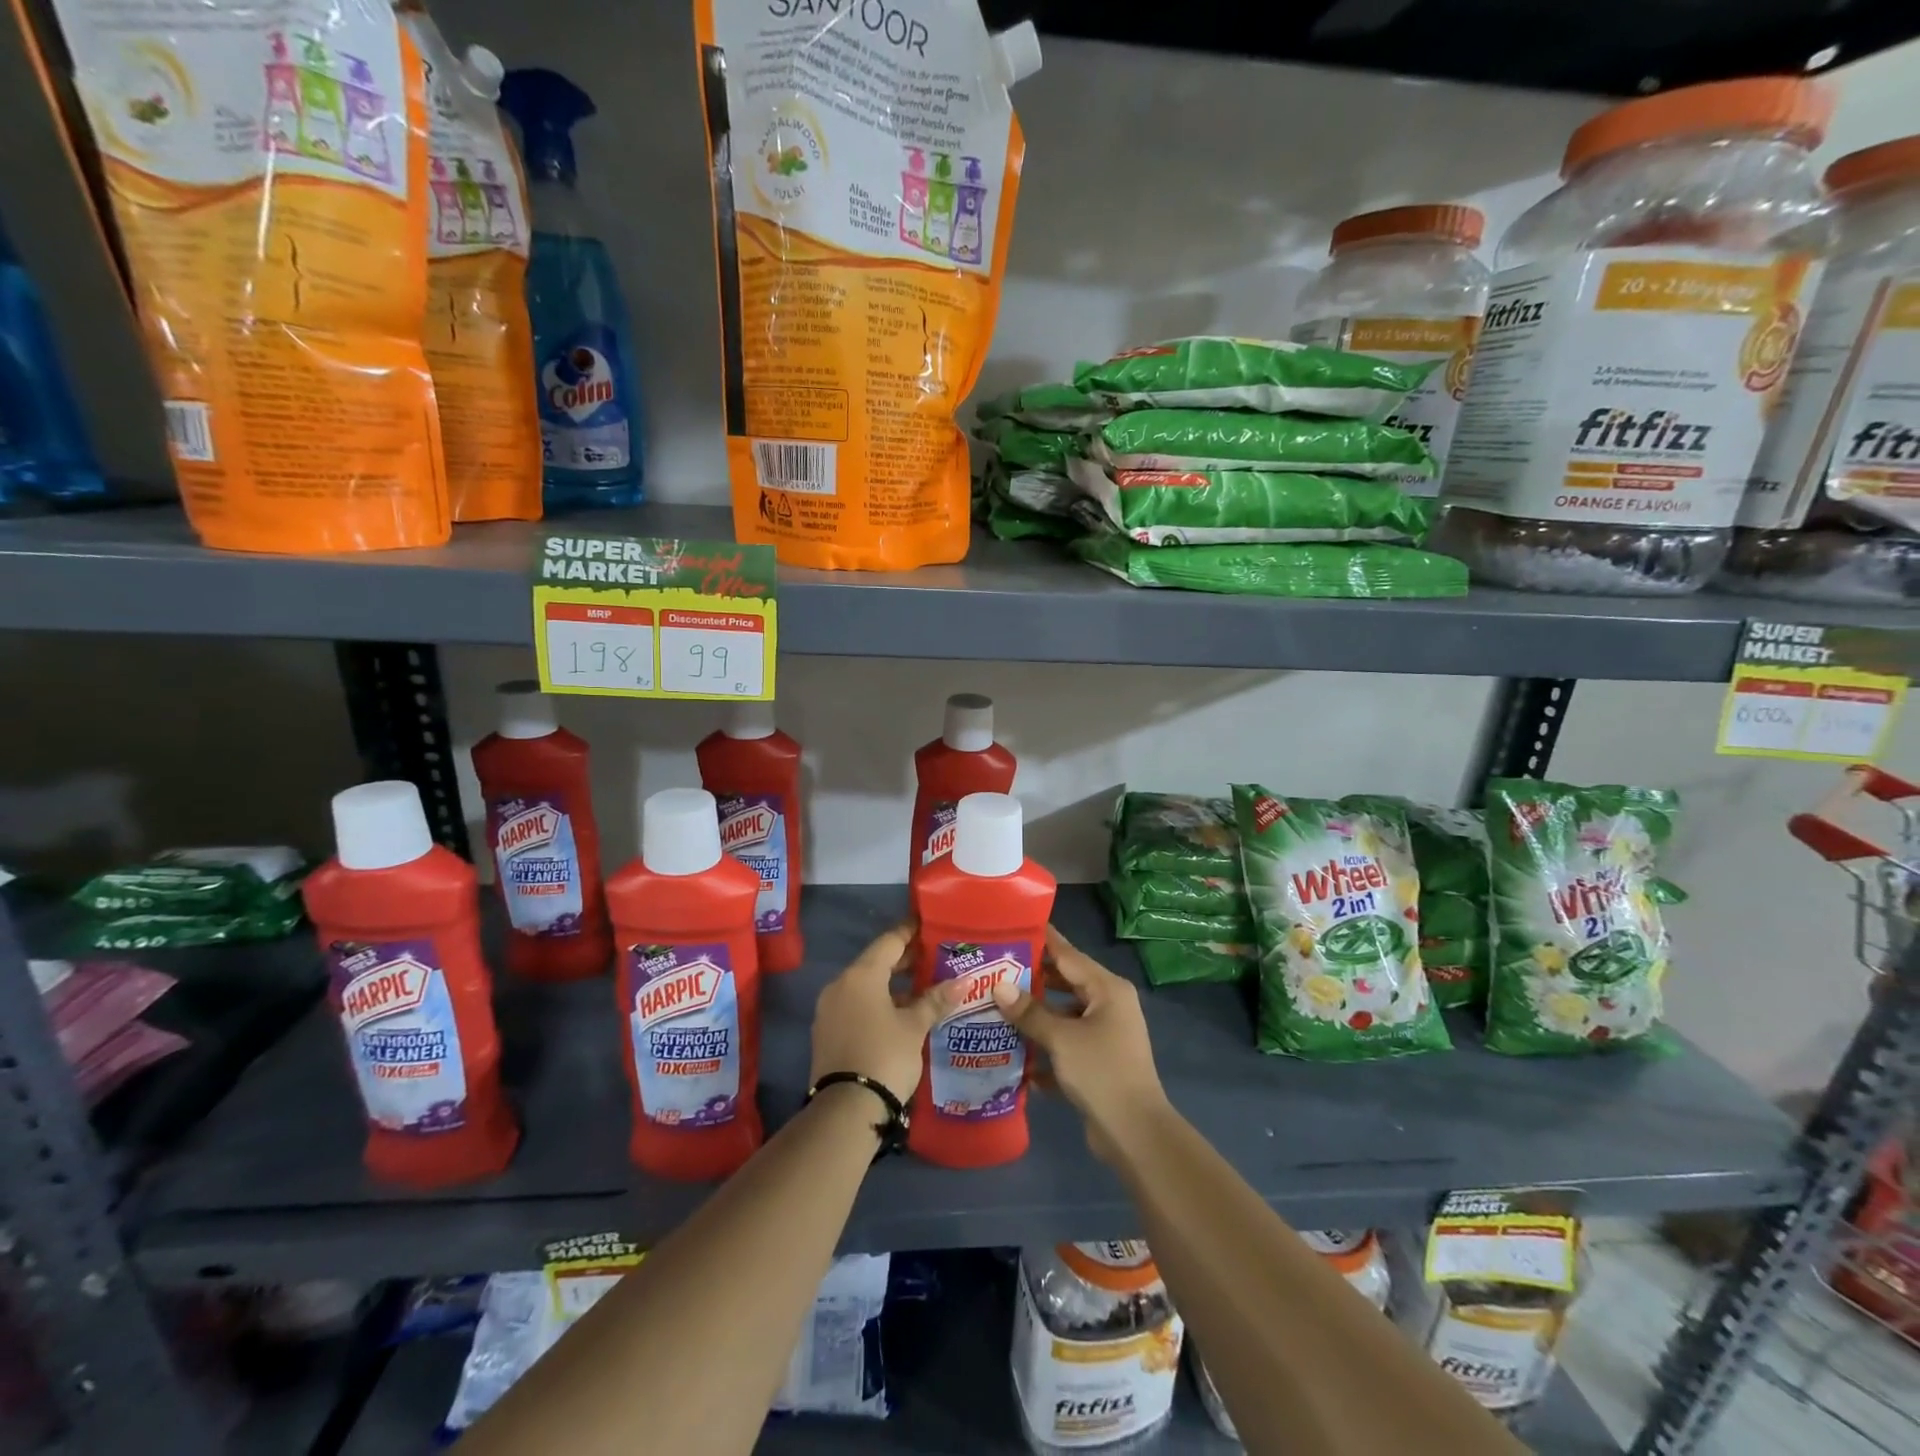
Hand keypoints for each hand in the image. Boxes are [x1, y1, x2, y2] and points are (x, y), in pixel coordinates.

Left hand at [809, 923, 956, 1104]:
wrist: (845, 1111)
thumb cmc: (885, 1056)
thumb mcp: (915, 1027)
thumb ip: (935, 1000)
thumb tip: (963, 982)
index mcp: (861, 975)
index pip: (889, 941)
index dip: (910, 932)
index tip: (929, 926)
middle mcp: (840, 985)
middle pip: (875, 962)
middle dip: (904, 961)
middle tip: (934, 958)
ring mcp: (830, 1010)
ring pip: (865, 986)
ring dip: (892, 985)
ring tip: (923, 988)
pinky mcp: (827, 1032)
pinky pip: (856, 1005)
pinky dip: (878, 1003)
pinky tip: (901, 1014)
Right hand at [991, 925, 1168, 1161]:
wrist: (1135, 1134)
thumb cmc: (1101, 1072)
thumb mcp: (1061, 1039)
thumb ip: (1029, 1012)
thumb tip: (999, 986)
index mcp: (1107, 989)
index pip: (1068, 954)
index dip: (1041, 940)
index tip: (1012, 926)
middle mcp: (1108, 1005)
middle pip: (1065, 983)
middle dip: (1031, 979)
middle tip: (994, 969)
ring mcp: (1104, 1034)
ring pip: (1063, 1015)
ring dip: (1034, 1015)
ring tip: (996, 1006)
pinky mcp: (1097, 1061)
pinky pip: (1065, 1044)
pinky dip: (1044, 1047)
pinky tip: (1012, 1053)